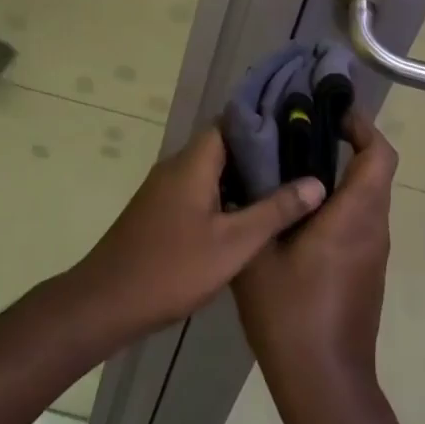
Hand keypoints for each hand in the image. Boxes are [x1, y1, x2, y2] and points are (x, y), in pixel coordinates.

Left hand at [69, 126, 323, 341]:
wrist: (108, 301)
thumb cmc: (172, 268)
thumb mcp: (233, 244)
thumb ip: (274, 211)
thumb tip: (316, 181)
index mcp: (193, 162)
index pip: (230, 122)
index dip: (262, 122)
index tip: (296, 127)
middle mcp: (177, 165)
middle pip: (222, 145)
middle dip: (258, 152)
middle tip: (298, 161)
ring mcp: (165, 188)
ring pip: (210, 170)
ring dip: (241, 176)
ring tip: (283, 186)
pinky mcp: (160, 210)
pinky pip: (198, 188)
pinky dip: (223, 194)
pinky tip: (247, 216)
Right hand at [234, 112, 395, 400]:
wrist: (324, 388)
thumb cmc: (291, 316)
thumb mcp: (259, 254)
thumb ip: (259, 205)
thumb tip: (252, 163)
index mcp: (354, 216)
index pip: (378, 155)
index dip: (361, 125)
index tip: (329, 111)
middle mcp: (373, 228)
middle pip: (374, 170)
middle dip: (344, 143)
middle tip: (298, 131)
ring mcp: (372, 253)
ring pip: (366, 196)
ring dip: (338, 173)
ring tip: (289, 165)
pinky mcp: (365, 272)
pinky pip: (358, 220)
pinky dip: (336, 202)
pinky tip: (294, 211)